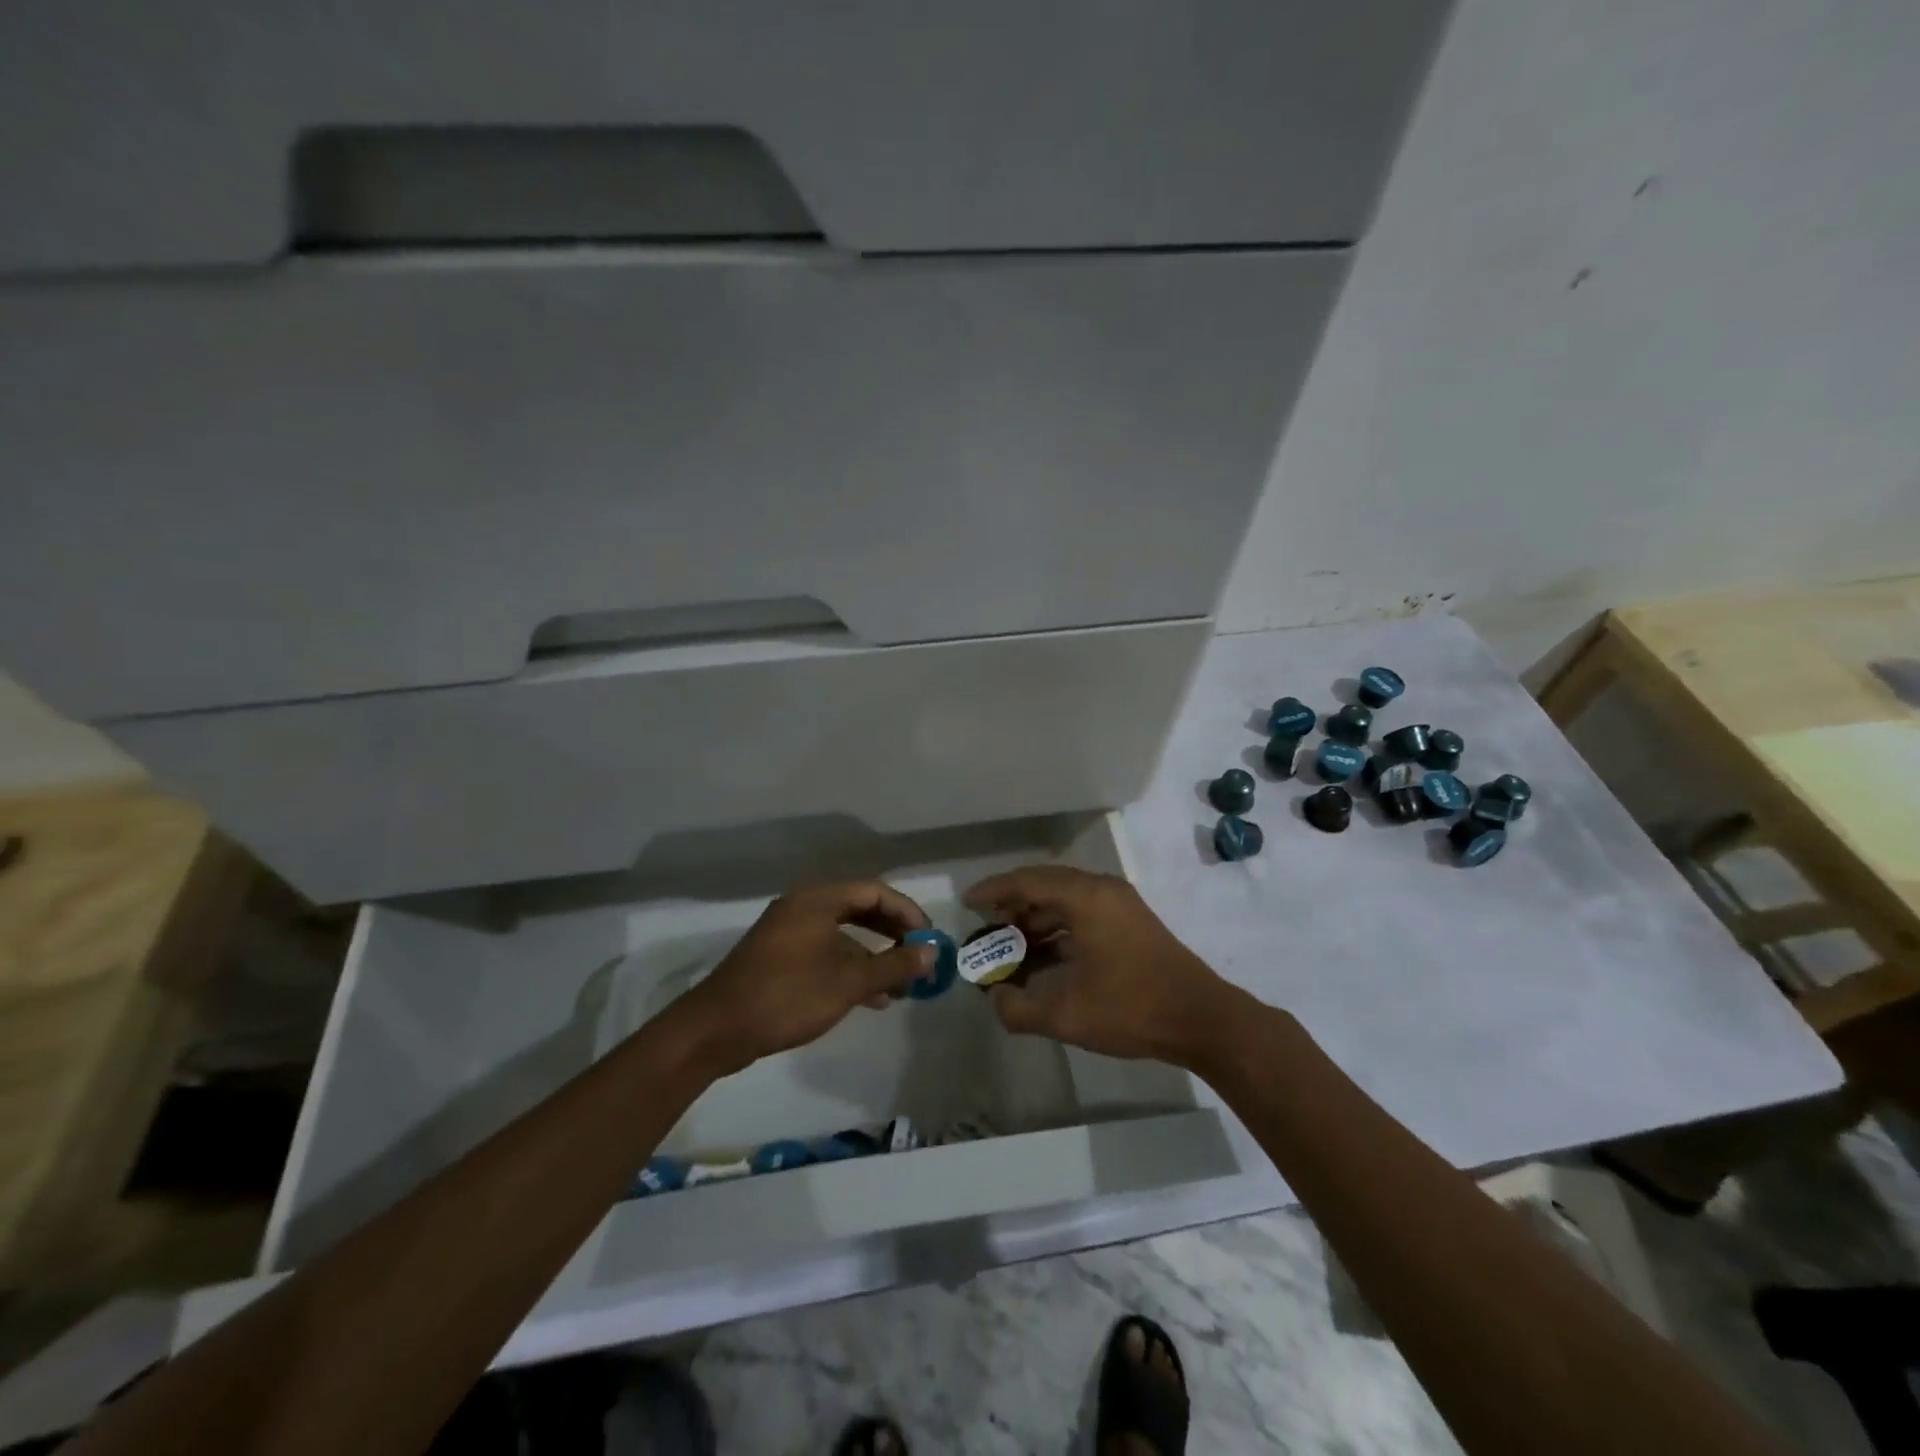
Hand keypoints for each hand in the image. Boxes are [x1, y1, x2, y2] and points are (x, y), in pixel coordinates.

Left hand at [671, 881, 933, 1076]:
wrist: (716, 1030)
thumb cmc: (787, 996)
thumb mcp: (847, 982)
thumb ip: (893, 965)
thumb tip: (933, 952)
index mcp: (817, 900)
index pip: (874, 892)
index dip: (906, 912)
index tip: (929, 938)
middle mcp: (803, 907)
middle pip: (859, 909)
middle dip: (892, 933)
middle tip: (918, 956)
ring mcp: (788, 933)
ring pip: (843, 934)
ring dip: (874, 956)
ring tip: (902, 985)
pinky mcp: (779, 958)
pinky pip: (825, 952)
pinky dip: (850, 968)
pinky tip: (872, 998)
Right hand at [964, 866, 1242, 1067]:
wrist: (1202, 1020)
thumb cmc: (1132, 1008)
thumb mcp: (1067, 1016)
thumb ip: (1019, 1009)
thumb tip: (996, 998)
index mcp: (1086, 898)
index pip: (1028, 881)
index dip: (993, 890)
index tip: (967, 904)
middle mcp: (1102, 890)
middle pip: (1045, 886)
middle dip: (1012, 907)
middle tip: (985, 929)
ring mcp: (1120, 905)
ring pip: (1065, 902)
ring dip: (1035, 921)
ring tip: (1009, 949)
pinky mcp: (1130, 923)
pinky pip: (1082, 915)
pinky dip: (1057, 931)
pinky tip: (1042, 960)